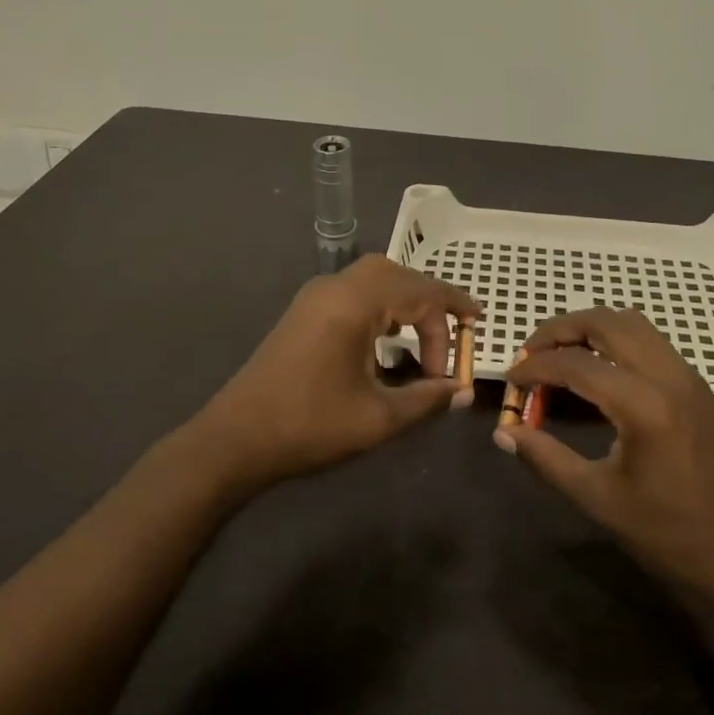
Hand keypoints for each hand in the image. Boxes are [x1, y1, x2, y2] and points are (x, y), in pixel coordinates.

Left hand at [193, 255, 480, 490]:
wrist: (234, 439)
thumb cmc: (309, 426)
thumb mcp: (377, 418)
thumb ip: (426, 399)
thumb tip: (462, 390)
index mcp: (356, 302)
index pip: (421, 291)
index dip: (455, 309)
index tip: (478, 330)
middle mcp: (336, 286)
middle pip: (398, 275)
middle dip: (431, 303)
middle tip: (452, 338)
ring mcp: (316, 295)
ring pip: (375, 278)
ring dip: (405, 302)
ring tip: (426, 341)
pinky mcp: (305, 310)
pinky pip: (355, 291)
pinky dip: (382, 306)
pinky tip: (387, 341)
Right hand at [499, 307, 713, 596]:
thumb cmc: (670, 536)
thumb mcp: (598, 499)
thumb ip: (546, 458)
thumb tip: (504, 432)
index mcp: (644, 406)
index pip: (576, 364)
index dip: (535, 366)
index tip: (511, 378)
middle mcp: (668, 375)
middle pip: (605, 321)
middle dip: (561, 329)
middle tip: (531, 352)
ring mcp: (687, 375)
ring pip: (630, 322)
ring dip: (590, 327)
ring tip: (560, 354)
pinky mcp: (696, 384)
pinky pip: (649, 339)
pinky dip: (615, 339)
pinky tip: (597, 369)